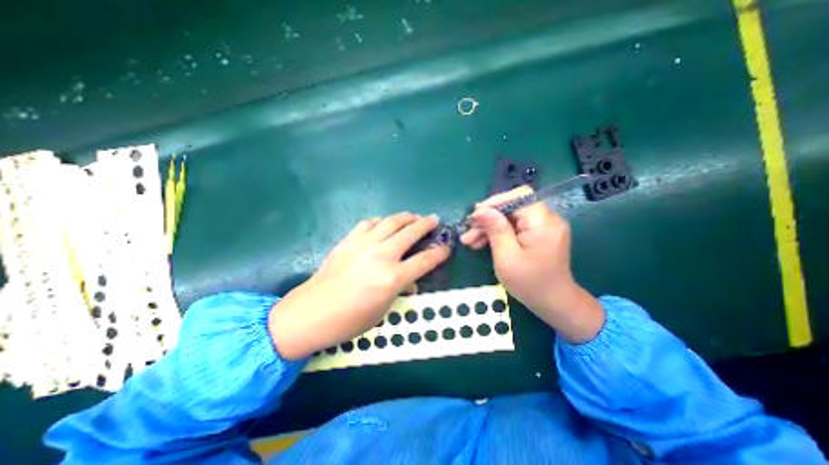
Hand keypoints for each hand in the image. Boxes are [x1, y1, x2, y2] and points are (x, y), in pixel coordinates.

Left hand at [270, 212, 449, 358]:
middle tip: (434, 219)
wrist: (312, 311)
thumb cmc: (350, 319)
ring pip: (391, 222)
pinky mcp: (349, 240)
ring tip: (414, 216)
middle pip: (410, 233)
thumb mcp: (383, 310)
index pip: (424, 260)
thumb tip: (410, 281)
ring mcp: (364, 244)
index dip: (439, 253)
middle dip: (426, 224)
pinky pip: (369, 223)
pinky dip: (381, 221)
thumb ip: (400, 290)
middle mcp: (382, 256)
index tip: (446, 247)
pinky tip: (385, 223)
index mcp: (393, 278)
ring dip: (406, 217)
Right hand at [460, 188, 603, 343]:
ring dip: (489, 227)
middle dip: (488, 219)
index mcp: (543, 222)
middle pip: (512, 207)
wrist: (553, 303)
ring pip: (510, 217)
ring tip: (470, 241)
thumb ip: (495, 230)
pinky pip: (514, 227)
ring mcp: (543, 227)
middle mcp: (547, 219)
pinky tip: (482, 243)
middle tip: (467, 233)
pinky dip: (498, 233)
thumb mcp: (507, 257)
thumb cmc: (530, 283)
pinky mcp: (538, 234)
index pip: (519, 196)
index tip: (475, 216)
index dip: (495, 202)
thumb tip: (480, 211)